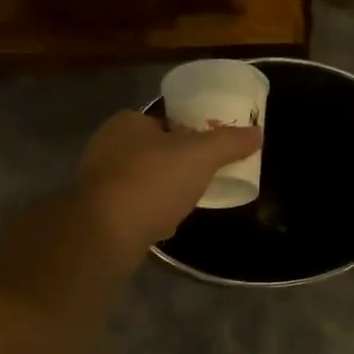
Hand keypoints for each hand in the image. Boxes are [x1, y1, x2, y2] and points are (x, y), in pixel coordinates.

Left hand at [78, 111, 261, 255]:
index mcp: (126, 122)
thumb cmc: (152, 182)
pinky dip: (148, 213)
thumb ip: (228, 142)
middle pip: (152, 151)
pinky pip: (131, 207)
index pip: (163, 120)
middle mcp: (105, 146)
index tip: (208, 150)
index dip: (188, 132)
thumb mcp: (200, 156)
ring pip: (140, 180)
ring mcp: (97, 181)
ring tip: (188, 202)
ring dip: (162, 190)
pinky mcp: (96, 213)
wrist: (105, 233)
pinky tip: (165, 225)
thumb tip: (257, 133)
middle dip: (175, 164)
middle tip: (203, 177)